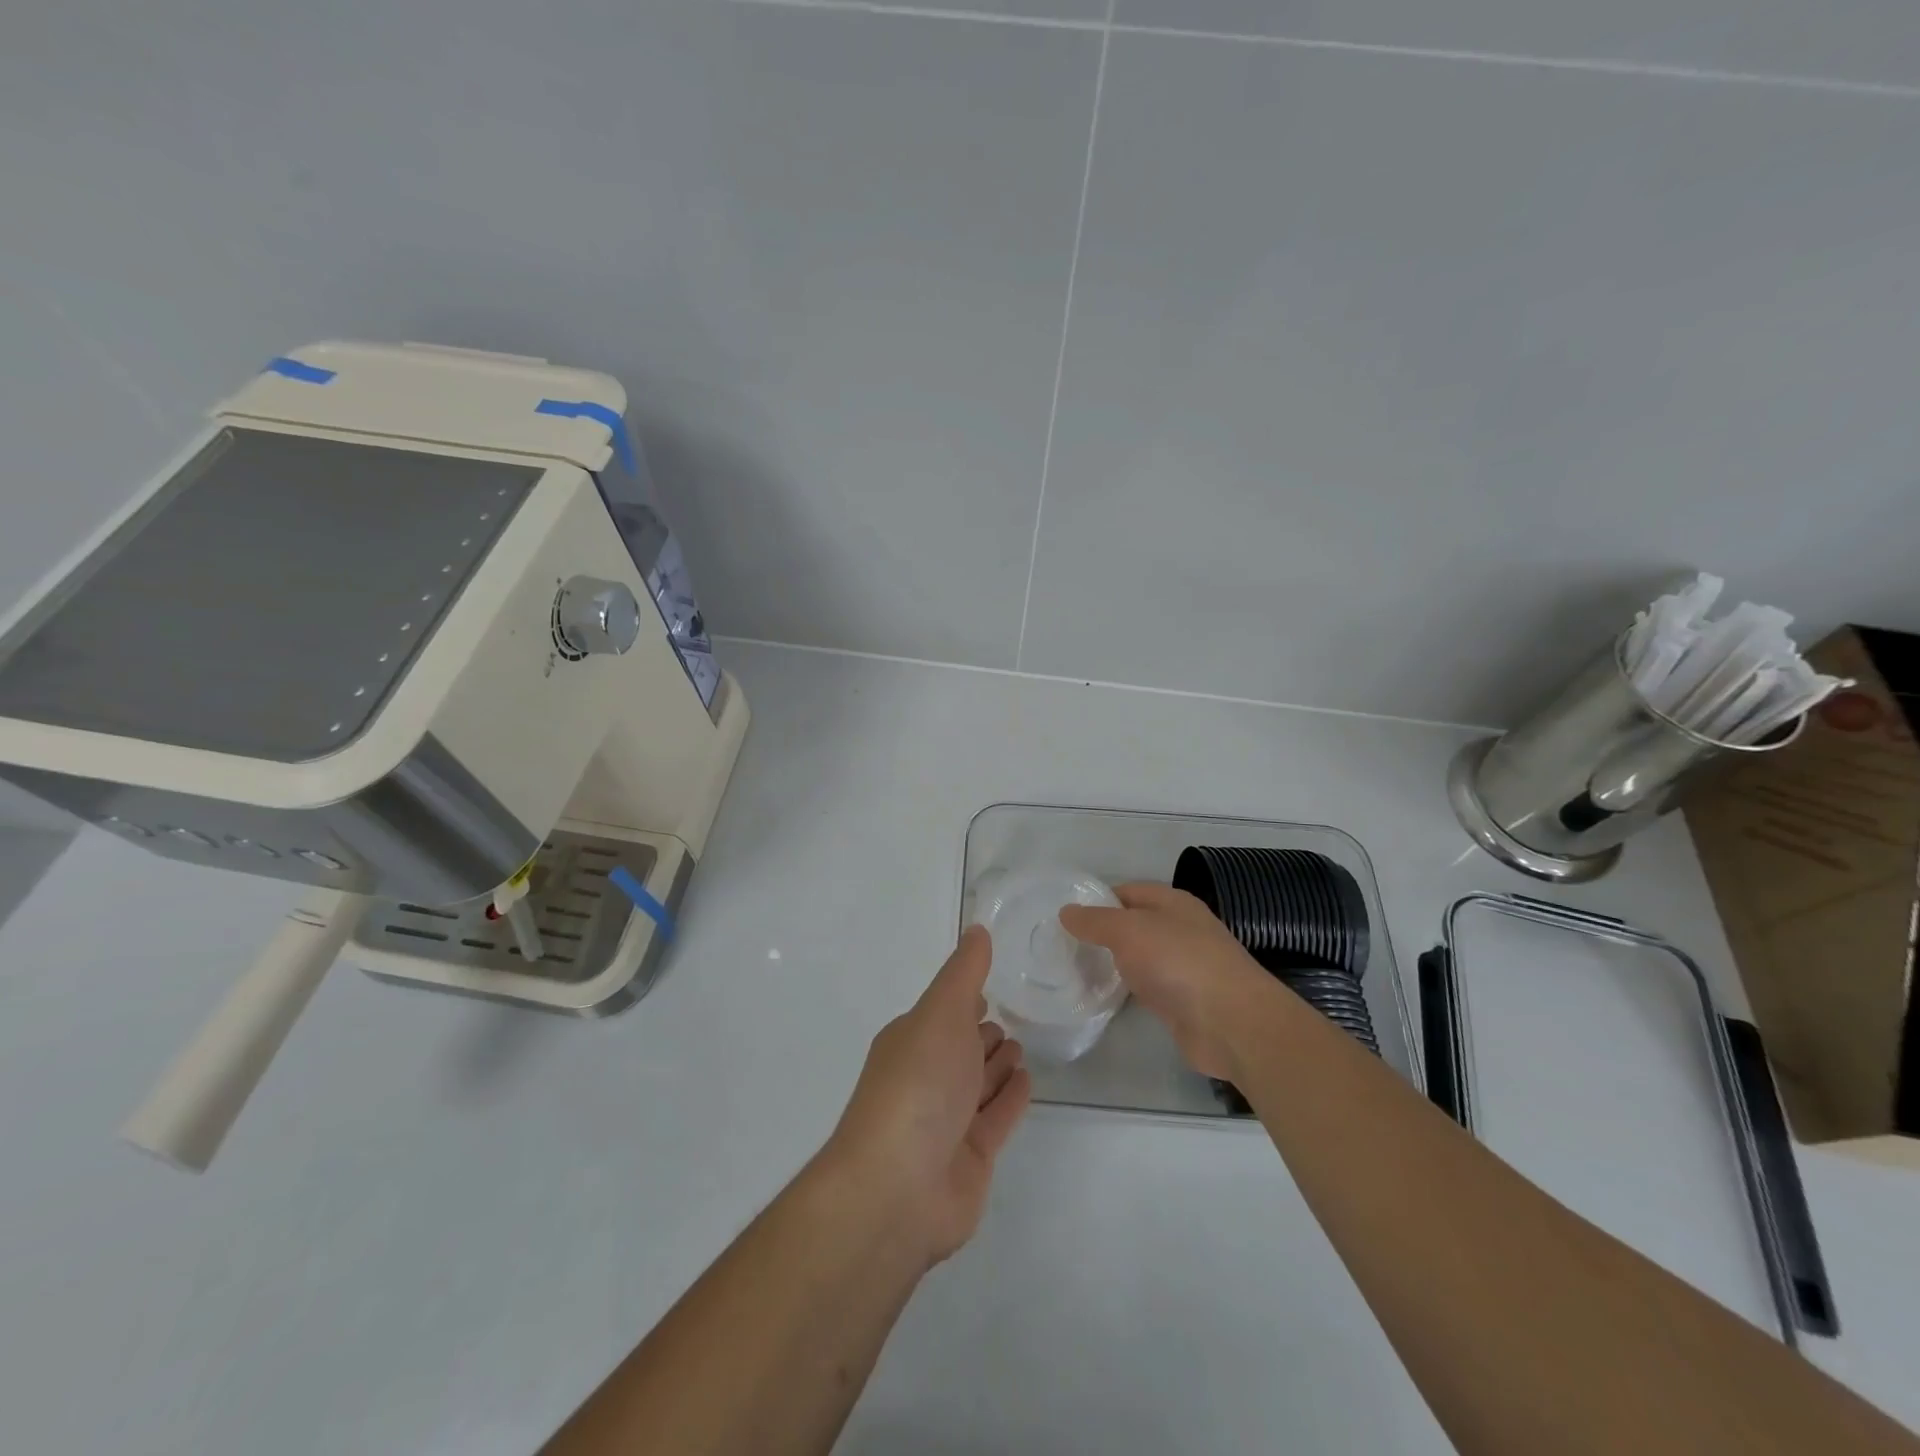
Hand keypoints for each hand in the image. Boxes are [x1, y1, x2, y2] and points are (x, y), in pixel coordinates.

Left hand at [822, 926, 1030, 1266]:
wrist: (898, 1187)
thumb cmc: (918, 1085)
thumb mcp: (940, 1013)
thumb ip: (964, 973)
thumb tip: (977, 928)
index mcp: (912, 1040)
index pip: (944, 1011)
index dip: (966, 997)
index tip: (994, 982)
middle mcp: (927, 1077)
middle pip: (961, 1047)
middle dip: (983, 1030)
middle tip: (1017, 1014)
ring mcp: (948, 1120)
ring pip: (980, 1081)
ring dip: (998, 1062)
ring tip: (1023, 1044)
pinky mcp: (972, 1157)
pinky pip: (997, 1116)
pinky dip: (1011, 1097)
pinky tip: (1027, 1079)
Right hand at [1059, 882, 1271, 1079]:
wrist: (1231, 1023)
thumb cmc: (1178, 962)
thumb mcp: (1128, 931)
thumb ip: (1095, 921)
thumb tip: (1066, 912)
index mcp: (1173, 902)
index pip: (1127, 892)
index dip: (1096, 901)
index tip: (1065, 917)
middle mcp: (1180, 929)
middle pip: (1133, 925)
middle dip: (1101, 933)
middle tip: (1062, 946)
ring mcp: (1183, 966)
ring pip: (1139, 957)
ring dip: (1113, 963)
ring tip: (1074, 970)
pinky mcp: (1182, 1001)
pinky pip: (1146, 986)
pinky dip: (1127, 989)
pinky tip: (1103, 996)